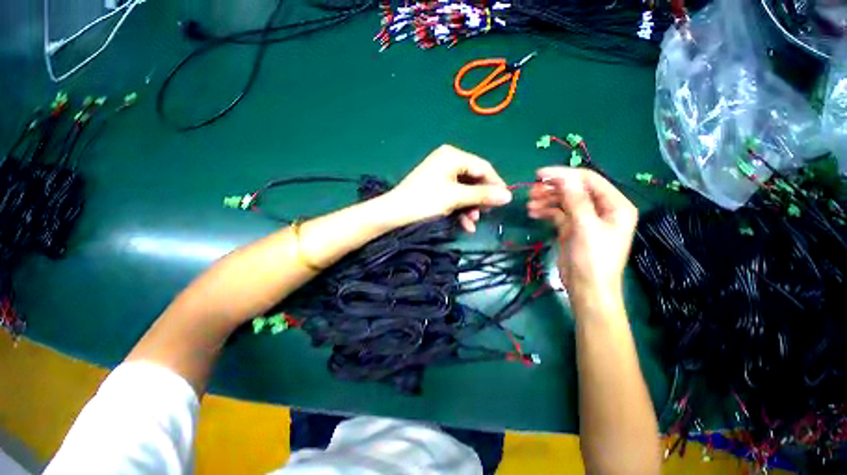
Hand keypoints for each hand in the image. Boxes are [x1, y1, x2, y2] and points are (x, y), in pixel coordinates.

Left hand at [385, 145, 512, 231]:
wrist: (394, 213)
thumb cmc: (425, 201)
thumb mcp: (456, 198)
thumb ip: (482, 195)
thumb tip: (508, 196)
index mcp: (453, 156)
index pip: (483, 167)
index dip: (496, 184)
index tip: (505, 201)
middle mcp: (448, 161)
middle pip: (474, 180)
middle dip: (480, 200)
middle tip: (486, 214)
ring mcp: (441, 174)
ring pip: (465, 191)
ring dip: (471, 207)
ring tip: (473, 222)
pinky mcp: (436, 186)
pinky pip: (454, 195)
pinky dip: (460, 209)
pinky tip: (465, 224)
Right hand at [527, 167, 636, 308]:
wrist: (587, 289)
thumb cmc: (593, 260)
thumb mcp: (586, 228)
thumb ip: (576, 201)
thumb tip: (565, 177)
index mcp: (614, 205)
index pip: (588, 180)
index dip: (564, 174)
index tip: (540, 174)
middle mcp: (601, 208)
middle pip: (574, 190)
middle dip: (553, 189)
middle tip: (531, 192)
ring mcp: (585, 219)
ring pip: (564, 201)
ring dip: (546, 200)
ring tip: (530, 204)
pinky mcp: (572, 228)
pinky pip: (558, 213)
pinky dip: (546, 211)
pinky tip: (533, 213)